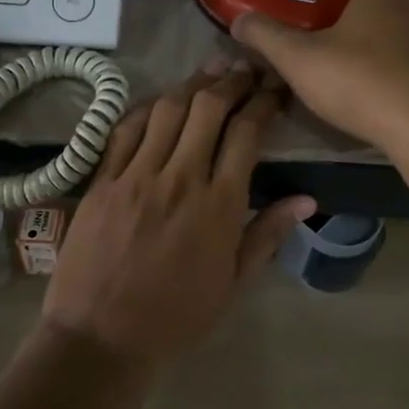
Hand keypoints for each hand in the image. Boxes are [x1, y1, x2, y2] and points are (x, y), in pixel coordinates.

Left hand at [42, 62, 315, 363]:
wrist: (101, 338)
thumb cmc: (176, 317)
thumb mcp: (234, 284)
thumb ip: (269, 234)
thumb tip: (308, 198)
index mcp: (218, 205)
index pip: (246, 133)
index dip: (264, 102)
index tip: (274, 89)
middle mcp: (179, 178)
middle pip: (208, 108)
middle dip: (231, 81)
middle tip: (245, 71)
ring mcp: (136, 175)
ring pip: (167, 109)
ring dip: (192, 85)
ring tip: (210, 73)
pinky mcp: (102, 180)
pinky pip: (125, 129)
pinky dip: (147, 107)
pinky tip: (160, 101)